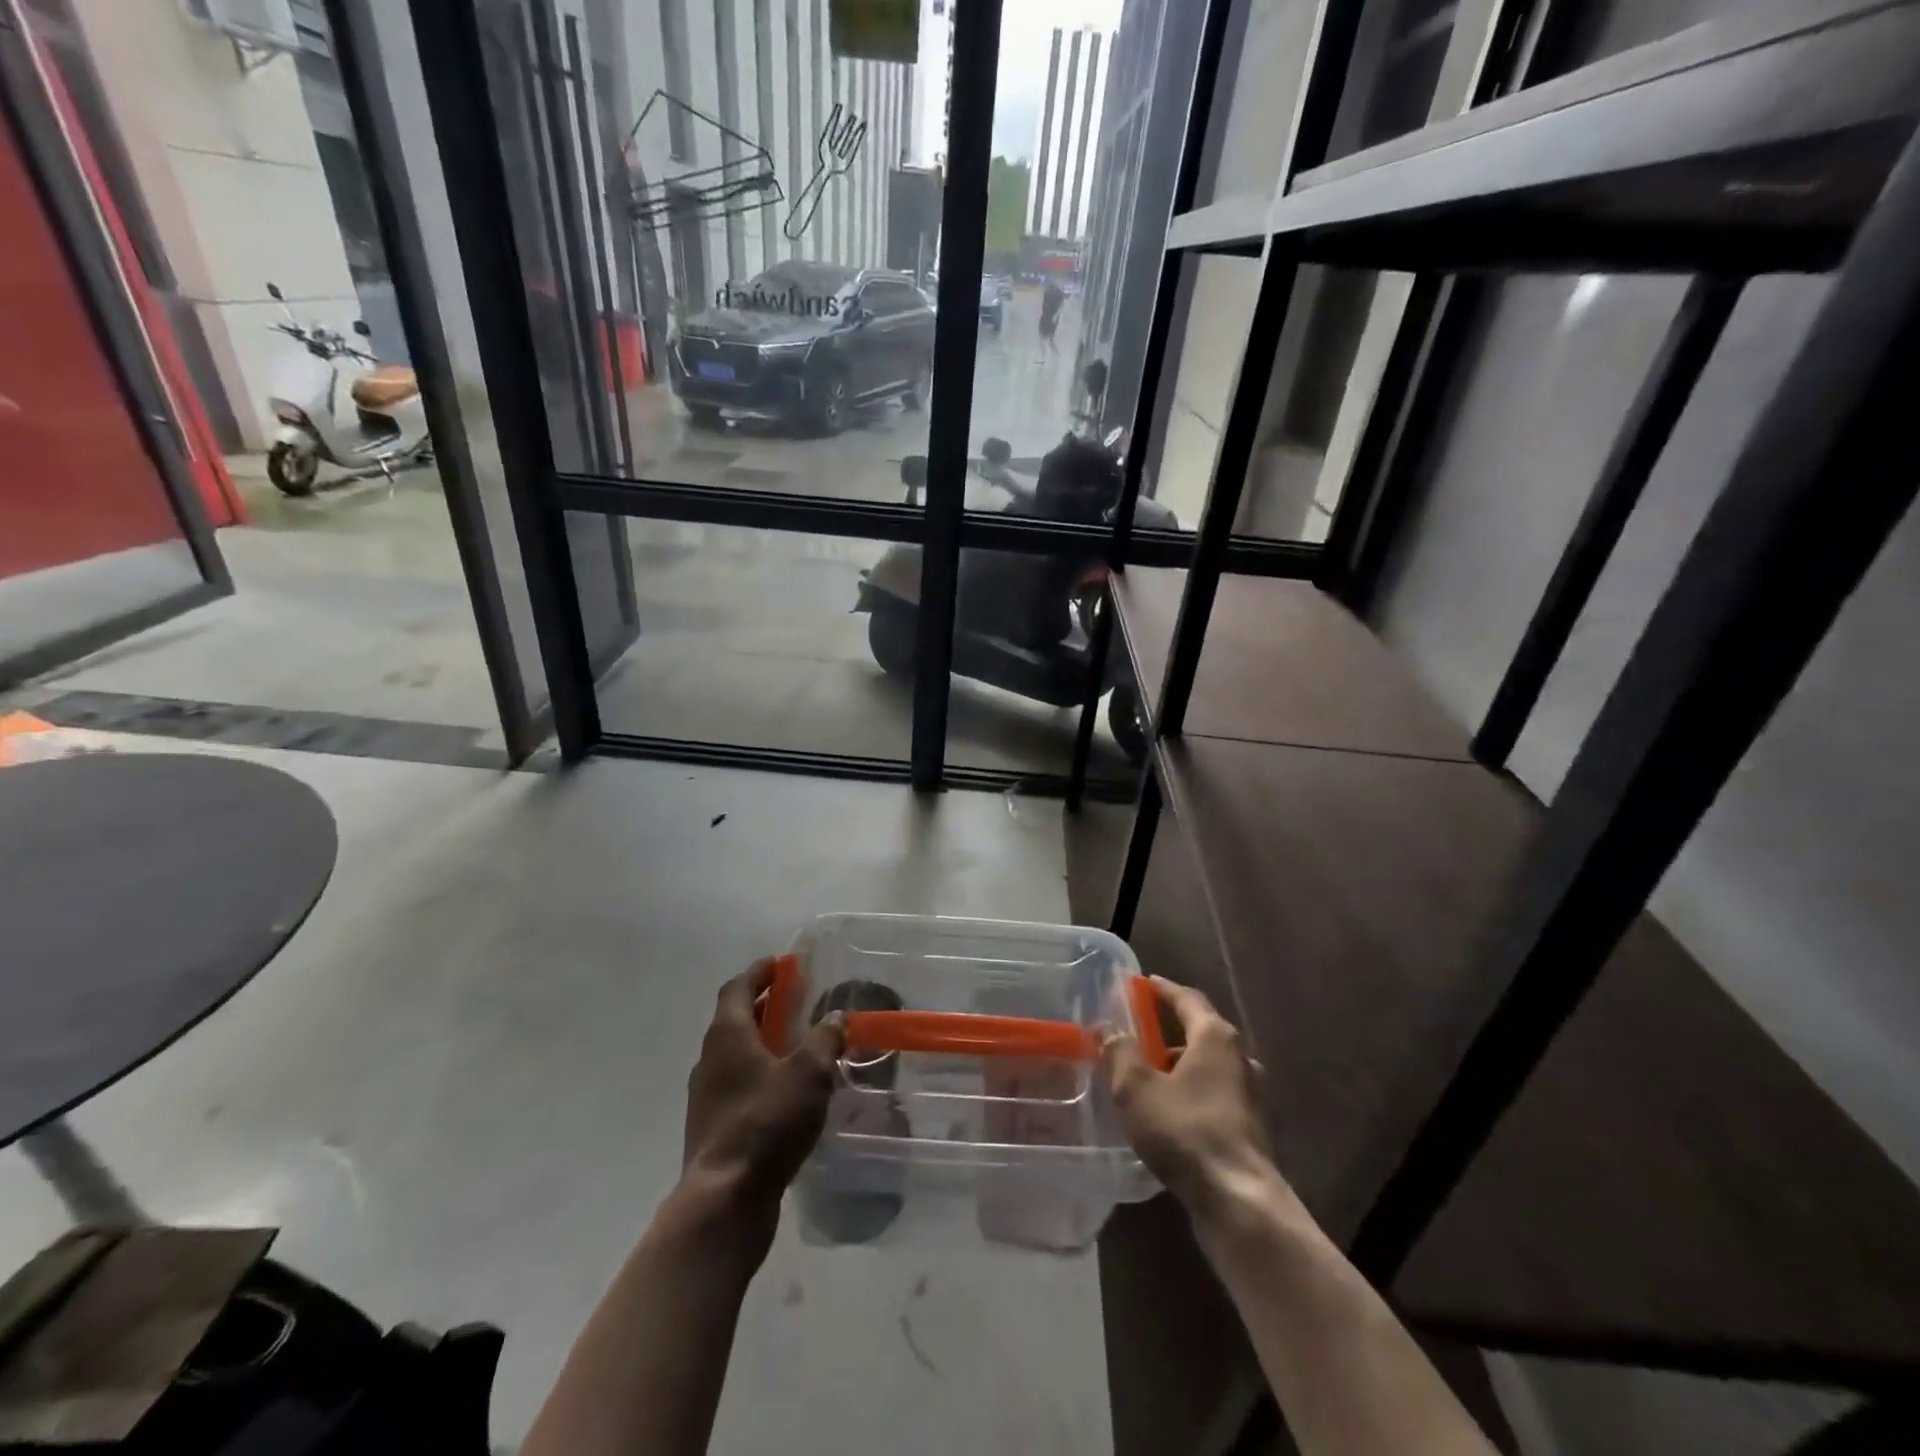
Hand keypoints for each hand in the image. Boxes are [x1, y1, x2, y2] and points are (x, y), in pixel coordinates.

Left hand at [683, 959, 844, 1212]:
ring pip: (736, 1055)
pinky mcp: (713, 1128)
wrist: (724, 1200)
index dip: (758, 973)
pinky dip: (760, 1075)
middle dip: (764, 1006)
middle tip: (795, 1000)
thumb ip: (824, 1039)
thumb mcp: (809, 1073)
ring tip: (796, 1045)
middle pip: (735, 1020)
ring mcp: (707, 1097)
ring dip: (762, 1042)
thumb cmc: (766, 1122)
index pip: (737, 988)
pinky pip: (738, 1086)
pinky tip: (786, 1091)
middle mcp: (710, 1060)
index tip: (779, 964)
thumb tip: (835, 1017)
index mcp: (727, 1036)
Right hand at [1102, 977, 1281, 1215]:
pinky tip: (1169, 1113)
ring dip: (1179, 1065)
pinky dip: (1191, 1092)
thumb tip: (1111, 1031)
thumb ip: (1120, 1053)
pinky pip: (1214, 1095)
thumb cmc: (1185, 1131)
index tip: (1144, 983)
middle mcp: (1239, 1058)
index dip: (1163, 989)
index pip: (1187, 998)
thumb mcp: (1136, 1088)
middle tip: (1139, 1032)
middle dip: (1169, 1029)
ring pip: (1208, 1067)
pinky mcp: (1250, 1128)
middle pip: (1201, 1031)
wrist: (1239, 1201)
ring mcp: (1249, 1095)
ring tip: (1148, 1076)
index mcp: (1215, 1037)